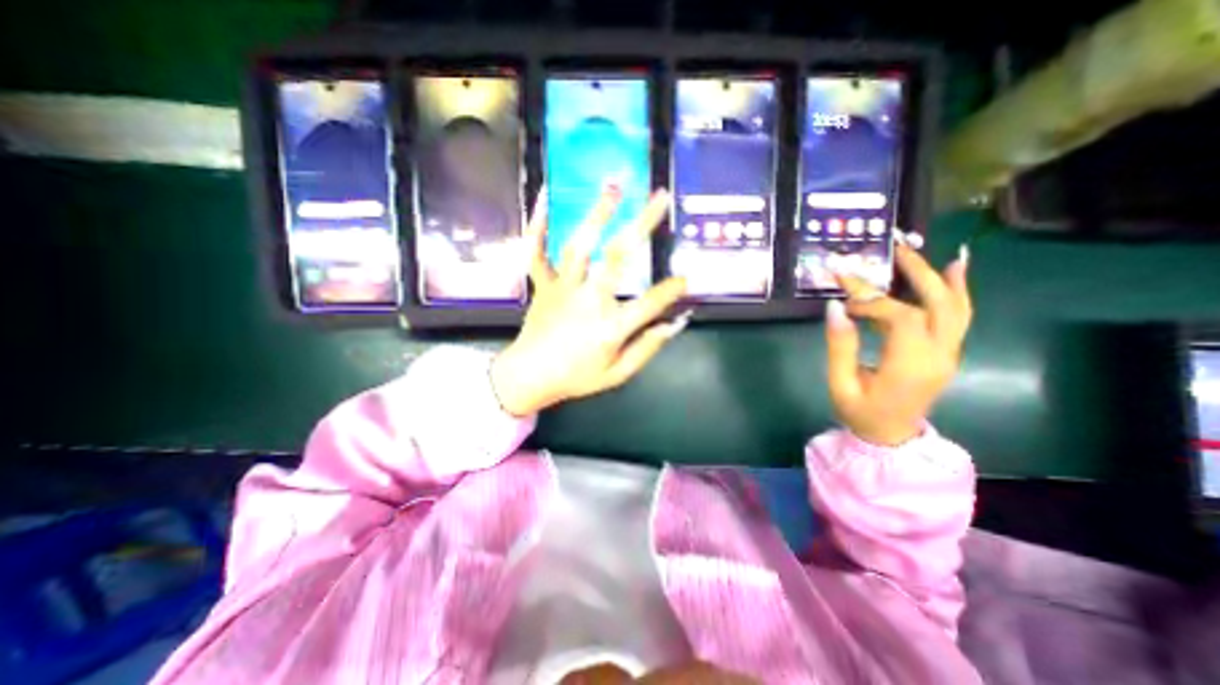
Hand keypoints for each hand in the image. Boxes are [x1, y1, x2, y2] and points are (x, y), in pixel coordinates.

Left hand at [489, 184, 688, 413]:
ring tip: (615, 186)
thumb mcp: (618, 373)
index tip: (688, 278)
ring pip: (581, 245)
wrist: (529, 378)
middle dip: (643, 224)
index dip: (673, 289)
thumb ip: (647, 348)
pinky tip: (545, 200)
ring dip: (598, 213)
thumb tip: (674, 324)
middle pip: (619, 257)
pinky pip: (537, 252)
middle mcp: (589, 300)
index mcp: (610, 326)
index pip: (651, 302)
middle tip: (660, 197)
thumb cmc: (577, 377)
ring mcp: (563, 288)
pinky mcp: (543, 284)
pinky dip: (539, 226)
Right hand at [824, 235, 979, 445]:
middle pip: (939, 303)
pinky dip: (956, 290)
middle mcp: (938, 355)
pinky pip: (957, 317)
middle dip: (916, 272)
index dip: (873, 301)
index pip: (901, 316)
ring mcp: (947, 354)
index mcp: (910, 366)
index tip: (844, 298)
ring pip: (955, 307)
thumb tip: (835, 307)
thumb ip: (839, 345)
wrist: (891, 437)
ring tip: (918, 251)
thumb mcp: (840, 383)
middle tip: (894, 249)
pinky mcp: (945, 353)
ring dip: (938, 276)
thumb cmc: (860, 413)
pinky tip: (953, 267)